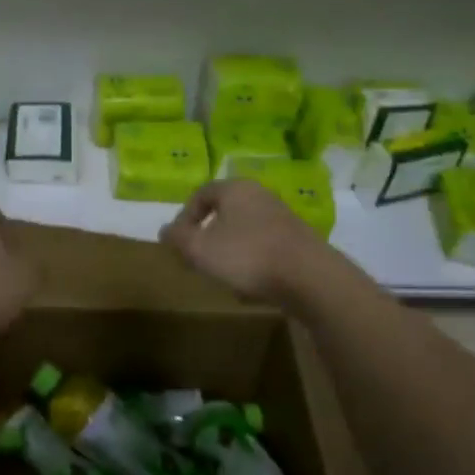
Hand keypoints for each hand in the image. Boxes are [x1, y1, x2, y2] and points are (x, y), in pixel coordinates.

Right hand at [160, 179, 332, 303]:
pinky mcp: (298, 241)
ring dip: (229, 250)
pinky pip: (264, 246)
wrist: (309, 277)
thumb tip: (165, 231)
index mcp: (235, 189)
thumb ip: (178, 239)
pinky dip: (252, 261)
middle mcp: (260, 196)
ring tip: (222, 275)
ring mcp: (282, 217)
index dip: (184, 216)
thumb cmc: (247, 255)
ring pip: (244, 230)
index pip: (201, 194)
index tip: (179, 241)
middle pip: (224, 211)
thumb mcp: (199, 249)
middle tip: (197, 258)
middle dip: (207, 235)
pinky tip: (250, 285)